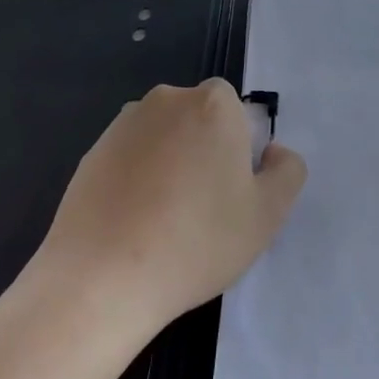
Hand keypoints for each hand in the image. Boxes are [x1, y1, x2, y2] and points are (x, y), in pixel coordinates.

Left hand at [37, 79, 306, 329]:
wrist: (101, 277)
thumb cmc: (197, 241)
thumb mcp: (268, 215)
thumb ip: (287, 171)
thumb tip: (272, 151)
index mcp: (213, 104)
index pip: (236, 110)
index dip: (239, 148)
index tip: (231, 191)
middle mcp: (167, 100)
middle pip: (198, 120)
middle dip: (204, 151)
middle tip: (204, 209)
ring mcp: (123, 124)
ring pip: (163, 138)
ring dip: (169, 164)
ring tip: (164, 222)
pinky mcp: (91, 152)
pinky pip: (129, 158)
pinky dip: (136, 180)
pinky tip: (133, 224)